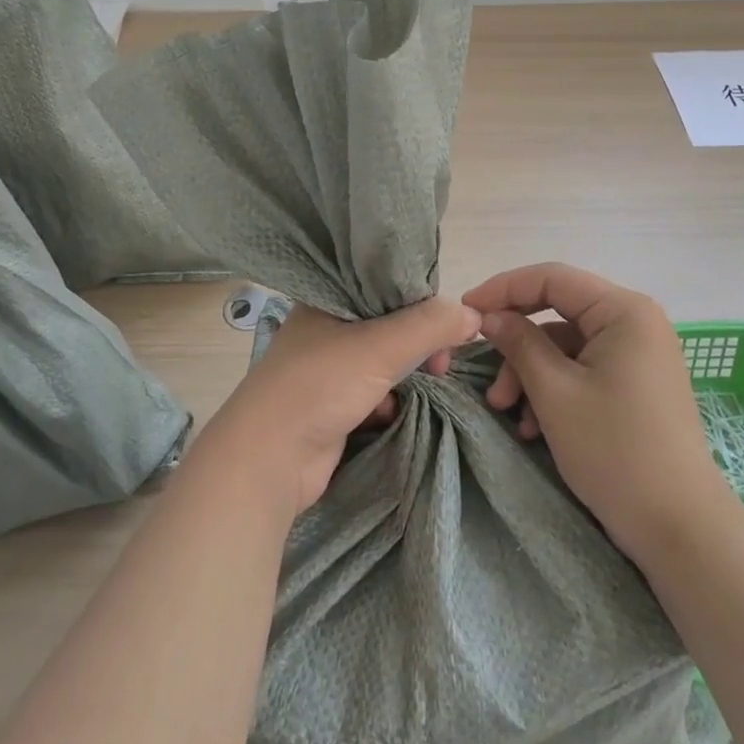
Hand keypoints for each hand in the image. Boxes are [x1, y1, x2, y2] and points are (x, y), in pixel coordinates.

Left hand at [200, 298, 480, 513]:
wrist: (268, 460)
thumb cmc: (318, 386)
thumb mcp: (379, 346)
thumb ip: (429, 326)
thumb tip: (475, 316)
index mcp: (327, 298)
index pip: (384, 283)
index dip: (420, 298)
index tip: (448, 322)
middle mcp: (325, 326)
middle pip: (388, 322)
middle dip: (418, 341)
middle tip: (440, 362)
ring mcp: (326, 367)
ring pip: (382, 358)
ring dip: (405, 370)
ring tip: (426, 380)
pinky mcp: (331, 403)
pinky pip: (372, 389)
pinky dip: (387, 398)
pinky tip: (390, 410)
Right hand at [464, 263, 723, 561]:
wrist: (680, 529)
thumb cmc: (615, 450)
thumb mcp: (555, 392)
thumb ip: (519, 343)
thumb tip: (489, 315)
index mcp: (623, 310)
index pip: (551, 278)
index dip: (503, 289)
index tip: (465, 310)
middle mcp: (635, 322)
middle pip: (557, 313)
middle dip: (516, 345)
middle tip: (485, 373)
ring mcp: (637, 355)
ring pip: (565, 346)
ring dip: (530, 375)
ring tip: (507, 413)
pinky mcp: (635, 384)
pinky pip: (583, 370)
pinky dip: (554, 390)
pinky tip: (533, 427)